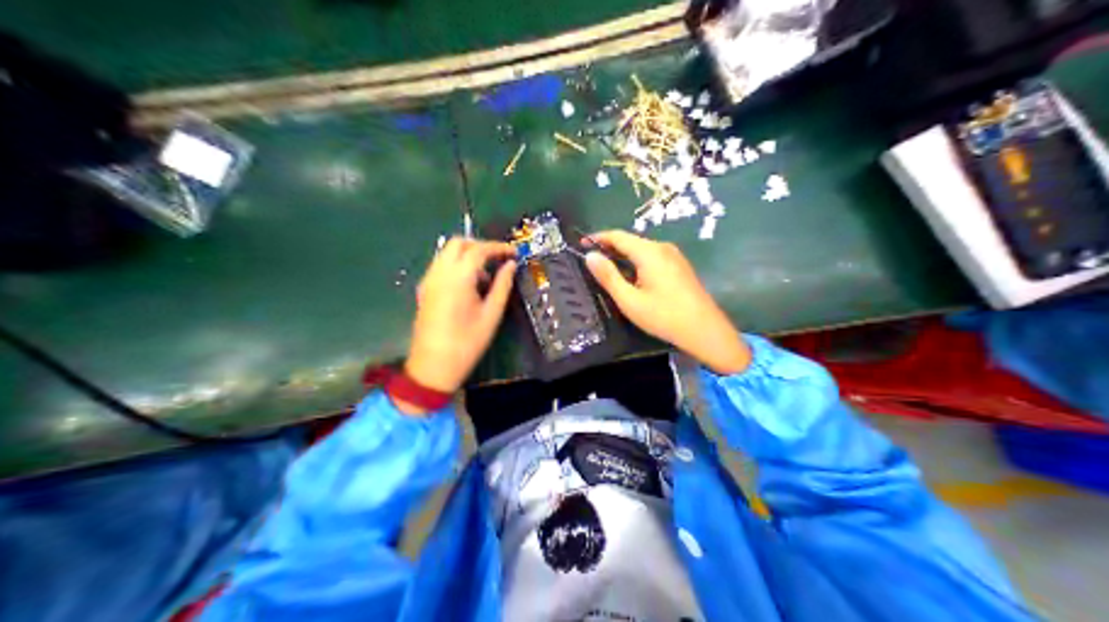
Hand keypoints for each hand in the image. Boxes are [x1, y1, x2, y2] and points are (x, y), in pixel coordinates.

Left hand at [402, 236, 517, 409]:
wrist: (433, 366)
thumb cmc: (467, 343)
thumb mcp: (491, 315)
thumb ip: (502, 286)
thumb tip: (511, 266)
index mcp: (458, 278)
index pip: (479, 249)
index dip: (499, 247)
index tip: (515, 253)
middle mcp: (439, 272)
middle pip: (458, 243)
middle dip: (480, 245)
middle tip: (499, 259)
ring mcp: (428, 280)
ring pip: (447, 252)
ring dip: (467, 255)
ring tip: (486, 276)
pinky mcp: (424, 289)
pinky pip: (441, 265)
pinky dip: (457, 265)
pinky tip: (470, 285)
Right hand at [583, 228, 748, 372]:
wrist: (705, 330)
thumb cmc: (664, 316)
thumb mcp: (630, 300)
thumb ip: (608, 277)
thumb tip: (590, 256)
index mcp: (649, 252)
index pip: (617, 236)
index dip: (598, 238)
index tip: (581, 245)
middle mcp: (662, 247)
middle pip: (631, 241)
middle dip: (610, 247)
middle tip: (592, 261)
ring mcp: (674, 256)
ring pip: (642, 249)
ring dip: (624, 255)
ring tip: (608, 270)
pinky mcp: (680, 266)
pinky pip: (653, 257)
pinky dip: (637, 261)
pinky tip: (632, 277)